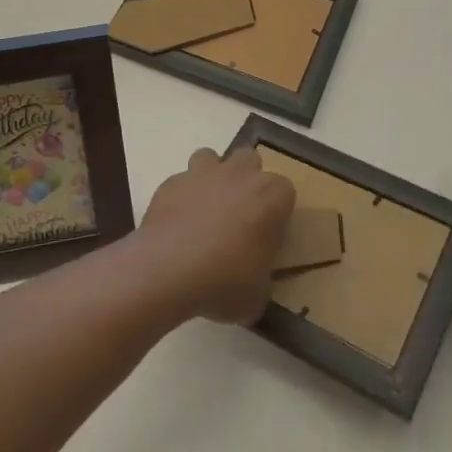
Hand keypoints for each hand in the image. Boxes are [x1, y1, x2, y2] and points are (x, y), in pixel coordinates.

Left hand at [137, 147, 294, 324]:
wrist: (167, 270)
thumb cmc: (223, 282)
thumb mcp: (257, 294)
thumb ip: (262, 275)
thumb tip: (255, 276)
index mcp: (270, 197)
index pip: (285, 191)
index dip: (276, 211)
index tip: (268, 234)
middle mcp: (239, 175)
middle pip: (250, 160)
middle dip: (246, 179)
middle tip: (239, 214)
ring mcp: (202, 173)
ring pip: (212, 157)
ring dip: (212, 178)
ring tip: (206, 209)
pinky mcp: (171, 182)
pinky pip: (181, 182)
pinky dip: (182, 197)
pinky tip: (177, 224)